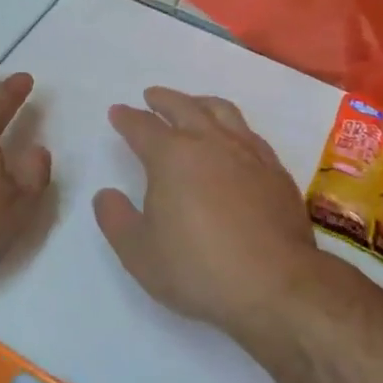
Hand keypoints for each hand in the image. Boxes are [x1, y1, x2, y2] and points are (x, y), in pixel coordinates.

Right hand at [93, 88, 316, 335]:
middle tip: (151, 97)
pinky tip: (233, 140)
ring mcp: (247, 153)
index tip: (117, 112)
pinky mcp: (275, 171)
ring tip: (193, 105)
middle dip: (163, 99)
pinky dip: (233, 127)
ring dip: (200, 103)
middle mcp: (209, 142)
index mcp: (171, 156)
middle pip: (183, 106)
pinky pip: (250, 134)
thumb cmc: (198, 269)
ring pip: (221, 111)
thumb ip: (115, 219)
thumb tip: (106, 194)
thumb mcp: (139, 253)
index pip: (143, 127)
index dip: (127, 118)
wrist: (277, 286)